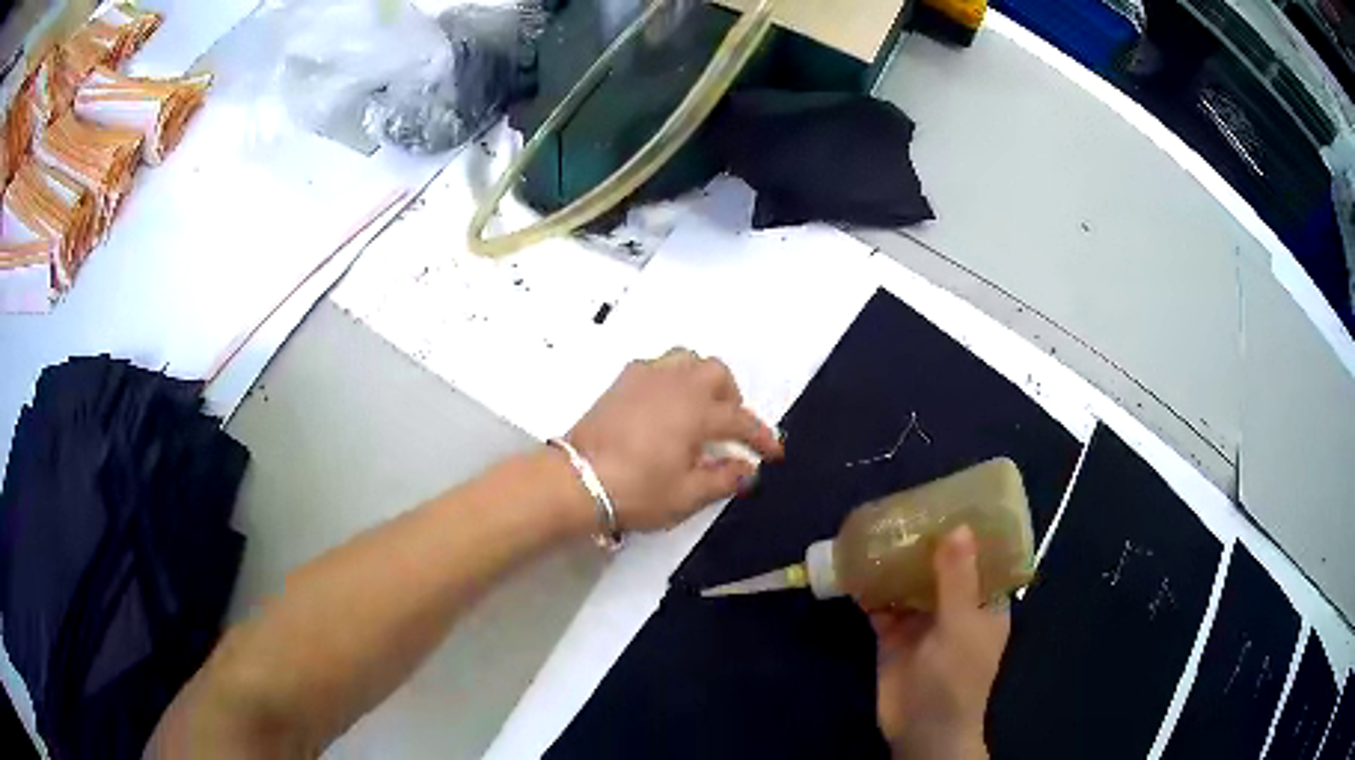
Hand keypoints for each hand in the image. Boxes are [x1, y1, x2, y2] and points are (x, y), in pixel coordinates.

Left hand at [566, 348, 782, 531]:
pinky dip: (672, 378)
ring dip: (702, 379)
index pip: (740, 419)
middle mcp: (676, 384)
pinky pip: (658, 365)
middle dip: (732, 397)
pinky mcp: (622, 381)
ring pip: (687, 359)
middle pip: (716, 373)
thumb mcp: (687, 495)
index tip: (773, 453)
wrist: (577, 480)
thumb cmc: (637, 490)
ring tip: (699, 409)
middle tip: (729, 428)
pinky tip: (666, 405)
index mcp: (696, 411)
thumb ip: (723, 479)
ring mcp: (646, 377)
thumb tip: (748, 469)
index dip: (761, 437)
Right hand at [870, 526, 1008, 759]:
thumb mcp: (961, 626)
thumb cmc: (955, 678)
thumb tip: (957, 526)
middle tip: (904, 507)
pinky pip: (882, 605)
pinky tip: (854, 568)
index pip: (983, 557)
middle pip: (942, 566)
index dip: (971, 531)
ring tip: (876, 529)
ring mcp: (923, 621)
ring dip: (895, 562)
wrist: (920, 730)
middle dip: (925, 542)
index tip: (951, 500)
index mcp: (984, 602)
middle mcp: (956, 606)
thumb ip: (957, 579)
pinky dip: (870, 589)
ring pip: (910, 583)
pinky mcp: (893, 636)